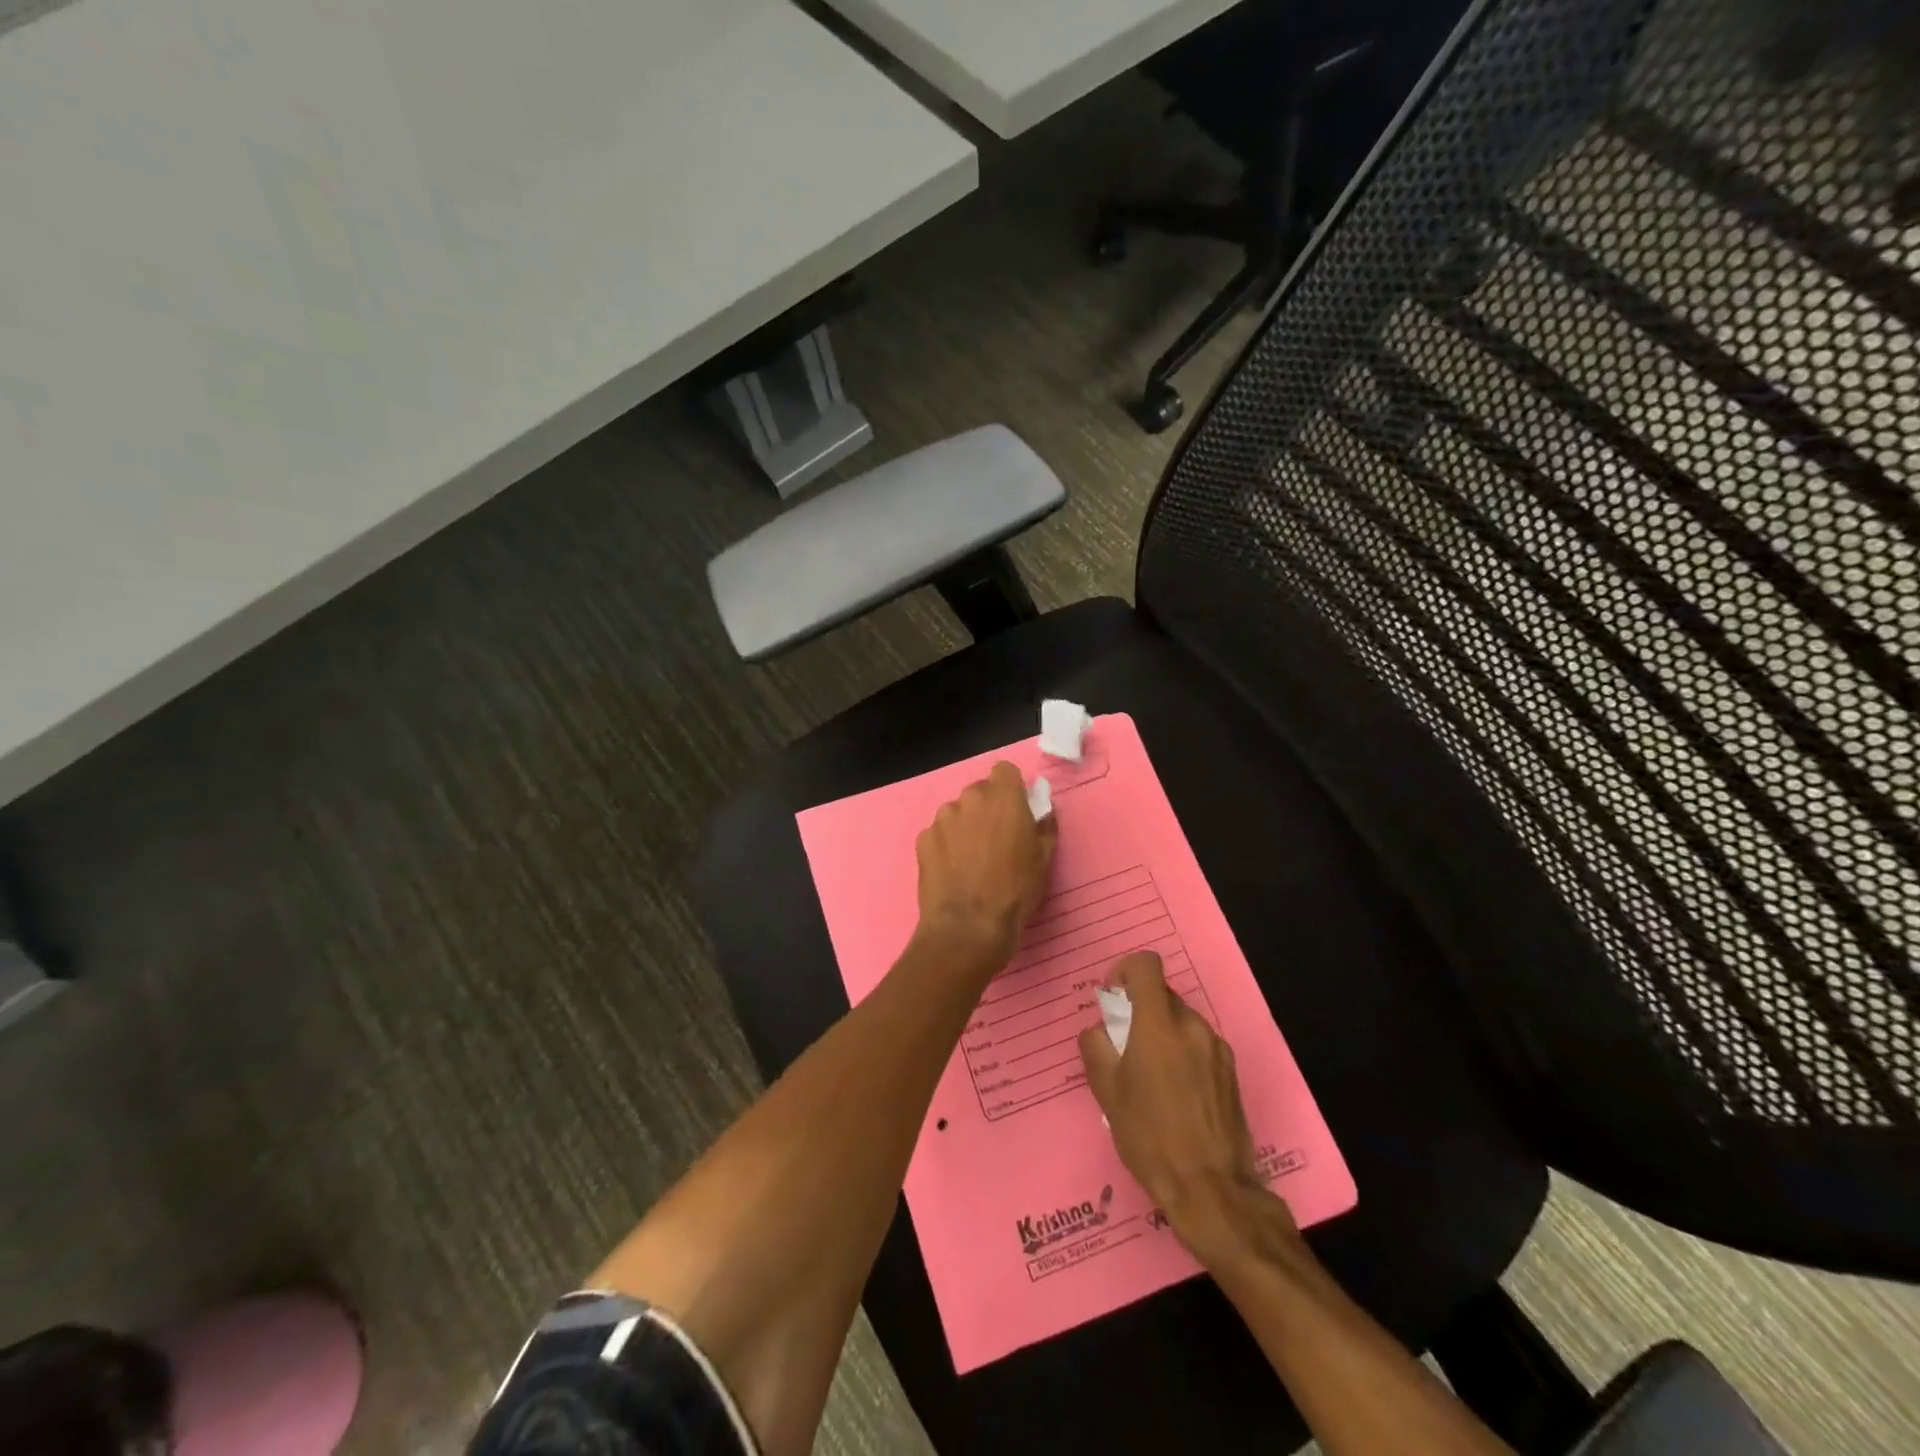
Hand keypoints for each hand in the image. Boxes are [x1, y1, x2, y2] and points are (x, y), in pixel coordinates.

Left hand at [914, 761, 1056, 975]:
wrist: (968, 927)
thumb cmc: (1015, 891)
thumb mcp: (1044, 859)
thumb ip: (1044, 825)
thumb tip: (1042, 811)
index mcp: (1003, 797)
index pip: (1004, 770)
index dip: (1010, 787)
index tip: (1015, 808)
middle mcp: (970, 799)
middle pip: (979, 792)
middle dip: (987, 808)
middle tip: (995, 839)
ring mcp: (942, 818)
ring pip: (956, 812)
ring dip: (964, 826)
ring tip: (971, 859)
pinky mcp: (922, 839)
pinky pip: (938, 833)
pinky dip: (945, 845)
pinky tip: (953, 871)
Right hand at [1078, 952, 1299, 1265]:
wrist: (1212, 1189)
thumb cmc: (1150, 1137)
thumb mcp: (1107, 1092)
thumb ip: (1096, 1047)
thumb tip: (1100, 1030)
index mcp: (1159, 1024)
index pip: (1145, 965)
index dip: (1125, 972)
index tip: (1114, 1000)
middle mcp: (1192, 1026)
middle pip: (1162, 995)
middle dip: (1141, 1011)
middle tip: (1126, 1048)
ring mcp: (1217, 1048)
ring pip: (1181, 1022)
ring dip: (1163, 1034)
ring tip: (1152, 1078)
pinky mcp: (1231, 1072)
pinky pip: (1200, 1045)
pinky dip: (1184, 1054)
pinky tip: (1177, 1095)